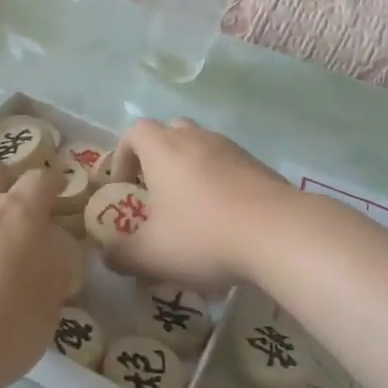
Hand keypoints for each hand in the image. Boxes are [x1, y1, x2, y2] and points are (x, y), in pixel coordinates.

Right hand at [105, 119, 295, 288]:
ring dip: (191, 171)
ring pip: (202, 148)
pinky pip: (229, 167)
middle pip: (170, 133)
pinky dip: (220, 185)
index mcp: (163, 148)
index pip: (134, 132)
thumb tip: (107, 255)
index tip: (123, 186)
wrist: (279, 234)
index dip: (122, 156)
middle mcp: (196, 138)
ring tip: (192, 211)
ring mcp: (232, 149)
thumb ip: (121, 255)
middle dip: (158, 159)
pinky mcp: (260, 166)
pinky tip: (226, 221)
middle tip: (156, 193)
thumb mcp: (151, 255)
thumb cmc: (203, 236)